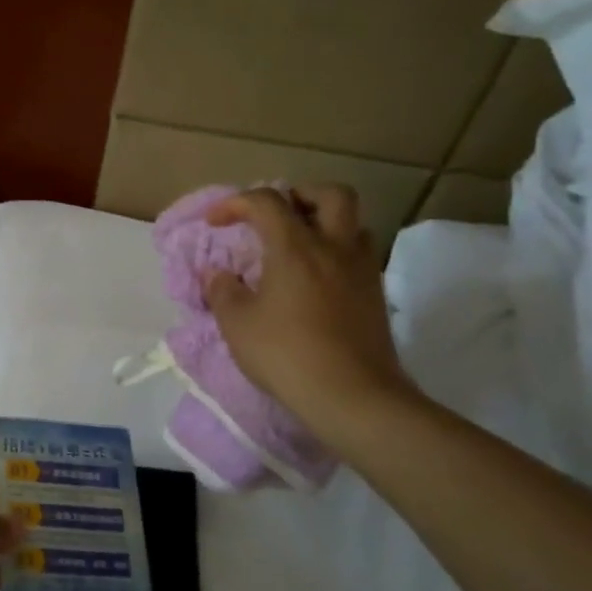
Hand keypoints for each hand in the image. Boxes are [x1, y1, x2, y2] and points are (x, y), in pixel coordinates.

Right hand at [204, 185, 418, 444]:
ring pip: (353, 223)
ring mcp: (361, 270)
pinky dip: (336, 252)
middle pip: (330, 194)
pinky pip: (358, 254)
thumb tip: (218, 274)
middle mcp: (334, 247)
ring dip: (324, 222)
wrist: (353, 396)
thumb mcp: (237, 325)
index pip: (266, 201)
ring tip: (298, 246)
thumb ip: (223, 292)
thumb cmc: (286, 354)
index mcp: (295, 247)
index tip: (215, 222)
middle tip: (275, 216)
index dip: (236, 203)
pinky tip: (316, 279)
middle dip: (299, 195)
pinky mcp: (376, 295)